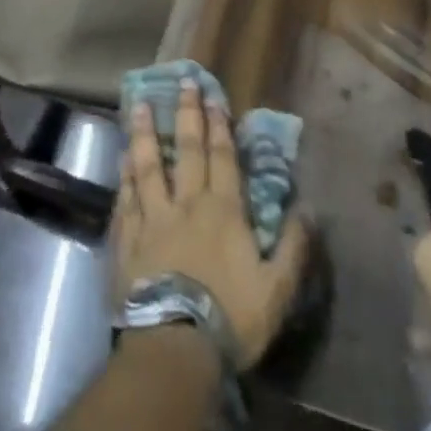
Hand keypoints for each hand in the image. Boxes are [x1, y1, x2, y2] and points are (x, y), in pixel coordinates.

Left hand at [115, 82, 309, 366]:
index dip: (219, 125)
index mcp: (223, 210)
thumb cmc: (230, 317)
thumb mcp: (276, 289)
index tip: (213, 95)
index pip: (222, 157)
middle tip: (183, 82)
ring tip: (139, 104)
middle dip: (186, 114)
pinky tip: (121, 158)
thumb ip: (293, 247)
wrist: (175, 348)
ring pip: (148, 166)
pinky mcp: (128, 241)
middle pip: (186, 150)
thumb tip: (308, 209)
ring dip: (145, 133)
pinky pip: (126, 199)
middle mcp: (186, 204)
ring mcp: (153, 219)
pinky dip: (124, 176)